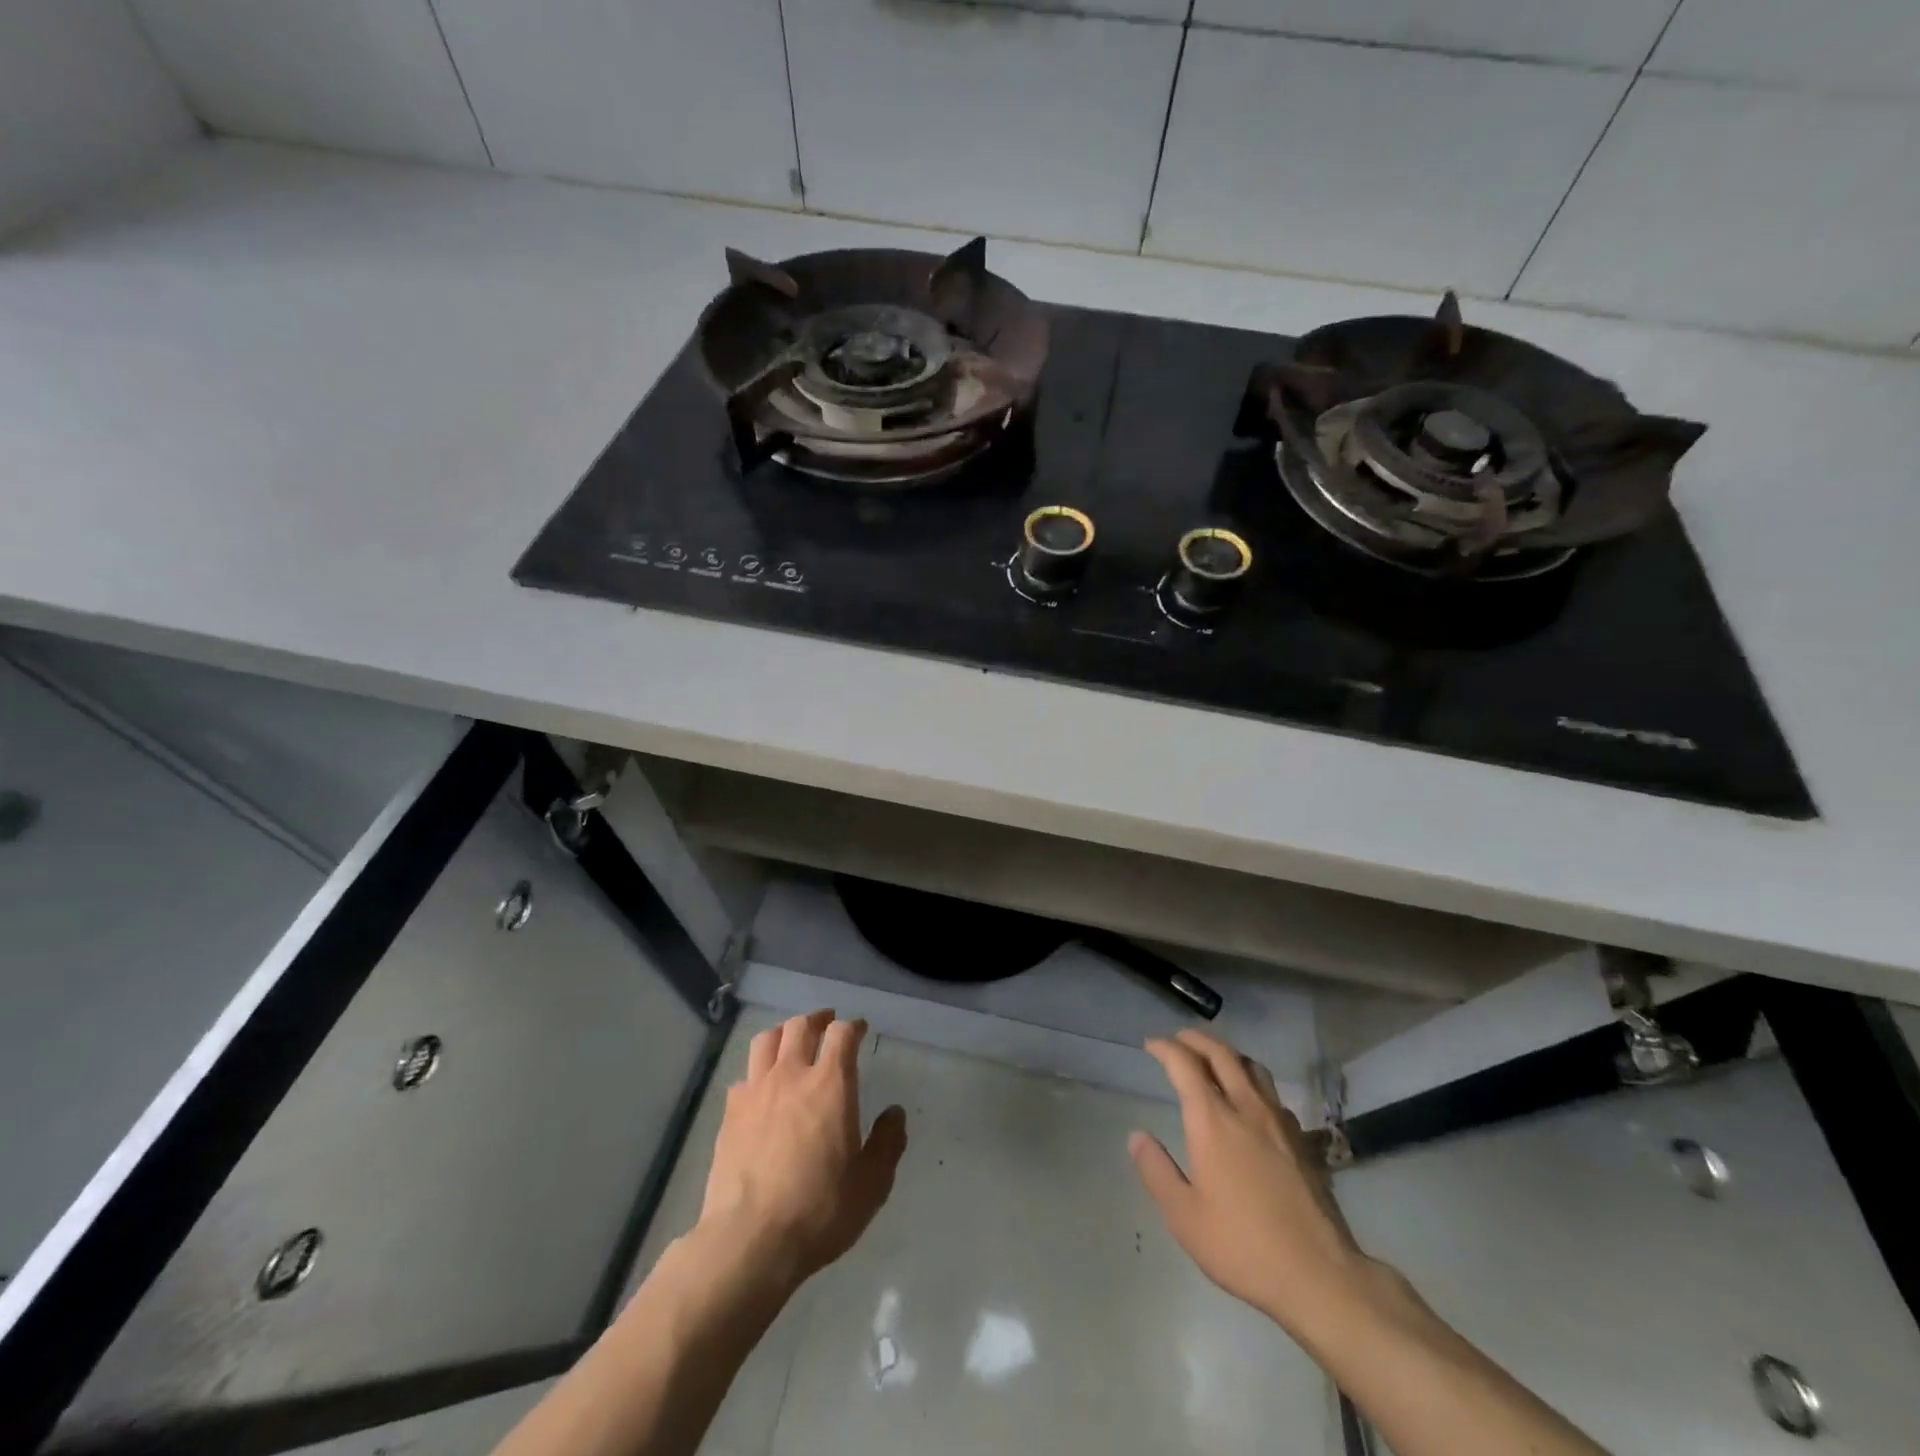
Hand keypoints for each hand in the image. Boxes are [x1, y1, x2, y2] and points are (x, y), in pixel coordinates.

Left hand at [698, 1010, 907, 1293]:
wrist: (750, 1240)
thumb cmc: (819, 1209)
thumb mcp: (871, 1184)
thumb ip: (887, 1143)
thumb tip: (895, 1113)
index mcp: (830, 1084)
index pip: (842, 1034)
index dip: (852, 1026)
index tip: (859, 1029)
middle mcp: (792, 1075)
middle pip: (801, 1026)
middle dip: (817, 1020)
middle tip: (827, 1024)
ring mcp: (756, 1091)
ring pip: (767, 1040)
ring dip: (783, 1033)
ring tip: (791, 1040)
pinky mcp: (730, 1114)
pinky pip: (744, 1076)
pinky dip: (757, 1072)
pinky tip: (761, 1087)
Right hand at [1130, 1029, 1372, 1337]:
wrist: (1320, 1275)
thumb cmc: (1243, 1246)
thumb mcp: (1184, 1217)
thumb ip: (1156, 1171)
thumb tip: (1137, 1136)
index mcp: (1212, 1121)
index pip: (1184, 1065)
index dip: (1165, 1048)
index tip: (1150, 1044)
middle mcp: (1246, 1108)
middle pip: (1221, 1054)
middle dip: (1196, 1039)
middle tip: (1178, 1039)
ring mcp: (1279, 1122)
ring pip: (1252, 1067)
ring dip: (1227, 1054)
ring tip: (1214, 1060)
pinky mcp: (1303, 1141)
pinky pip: (1272, 1094)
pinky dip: (1253, 1083)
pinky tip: (1251, 1103)